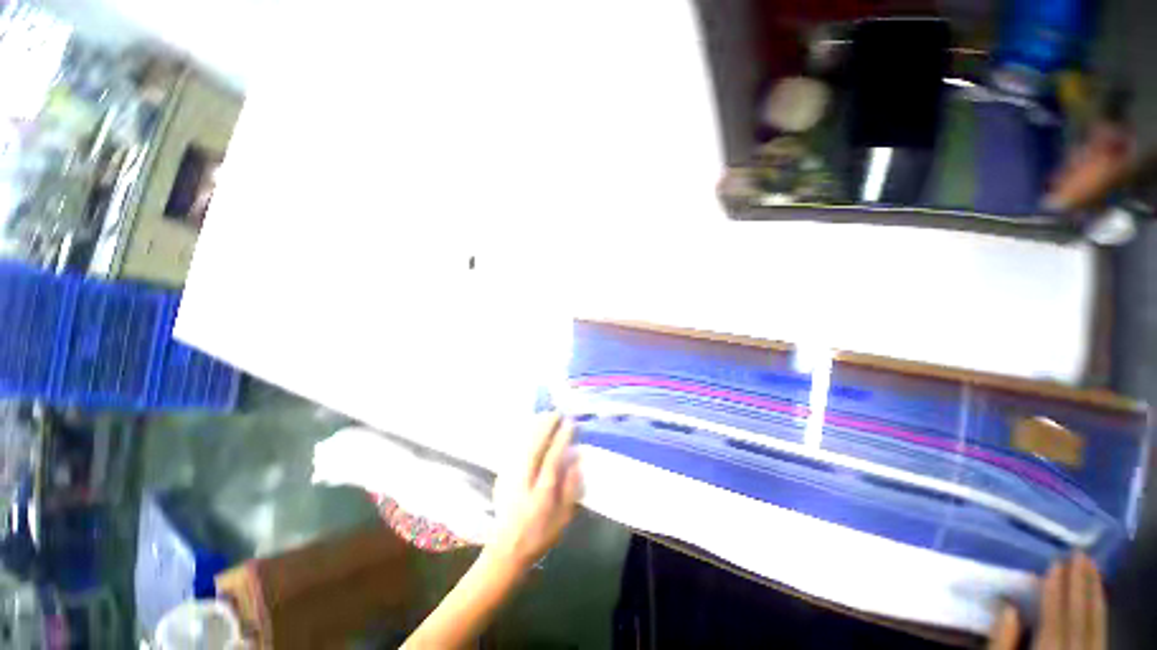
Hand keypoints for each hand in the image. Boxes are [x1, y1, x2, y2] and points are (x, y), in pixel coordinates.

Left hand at [490, 412, 582, 568]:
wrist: (506, 549)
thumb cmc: (540, 534)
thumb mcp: (563, 518)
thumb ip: (571, 488)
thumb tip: (577, 460)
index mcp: (541, 493)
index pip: (552, 458)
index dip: (561, 438)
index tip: (569, 423)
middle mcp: (524, 481)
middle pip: (535, 446)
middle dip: (546, 426)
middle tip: (557, 413)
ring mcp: (510, 477)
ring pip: (523, 444)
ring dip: (534, 427)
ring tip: (545, 414)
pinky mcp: (502, 476)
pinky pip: (514, 448)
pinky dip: (523, 435)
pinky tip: (529, 428)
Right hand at [988, 553, 1105, 649]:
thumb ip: (1001, 643)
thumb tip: (1007, 607)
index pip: (1055, 619)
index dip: (1056, 591)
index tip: (1055, 563)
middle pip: (1080, 619)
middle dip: (1080, 586)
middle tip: (1080, 554)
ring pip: (1097, 626)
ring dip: (1095, 595)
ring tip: (1093, 568)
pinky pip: (1101, 636)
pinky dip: (1101, 614)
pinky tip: (1100, 599)